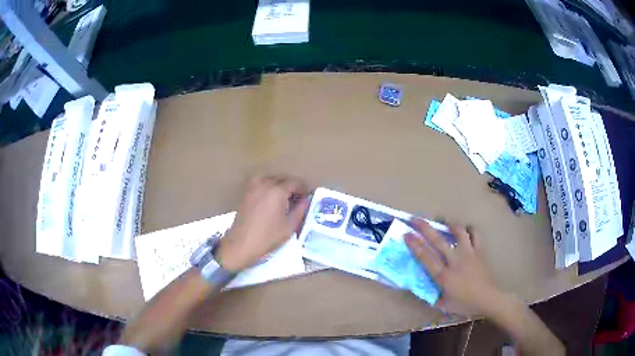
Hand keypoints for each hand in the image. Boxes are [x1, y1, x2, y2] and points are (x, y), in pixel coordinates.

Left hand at [214, 175, 309, 271]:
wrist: (241, 244)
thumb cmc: (267, 237)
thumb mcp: (289, 226)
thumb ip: (300, 210)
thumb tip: (305, 200)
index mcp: (277, 191)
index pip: (294, 182)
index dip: (303, 188)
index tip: (307, 196)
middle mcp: (264, 184)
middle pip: (282, 178)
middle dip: (291, 185)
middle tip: (298, 197)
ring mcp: (253, 187)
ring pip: (270, 178)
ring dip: (279, 184)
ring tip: (284, 197)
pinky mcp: (246, 193)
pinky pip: (260, 183)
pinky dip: (268, 186)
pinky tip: (271, 199)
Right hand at [405, 219, 501, 315]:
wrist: (488, 299)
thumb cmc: (465, 303)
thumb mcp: (443, 305)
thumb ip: (431, 296)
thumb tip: (419, 288)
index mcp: (444, 276)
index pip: (426, 257)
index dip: (415, 245)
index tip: (406, 234)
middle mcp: (455, 261)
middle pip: (438, 241)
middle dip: (425, 228)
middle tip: (415, 219)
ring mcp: (469, 254)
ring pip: (459, 232)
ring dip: (450, 225)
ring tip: (444, 222)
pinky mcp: (479, 251)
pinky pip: (475, 235)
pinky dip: (470, 230)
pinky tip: (466, 231)